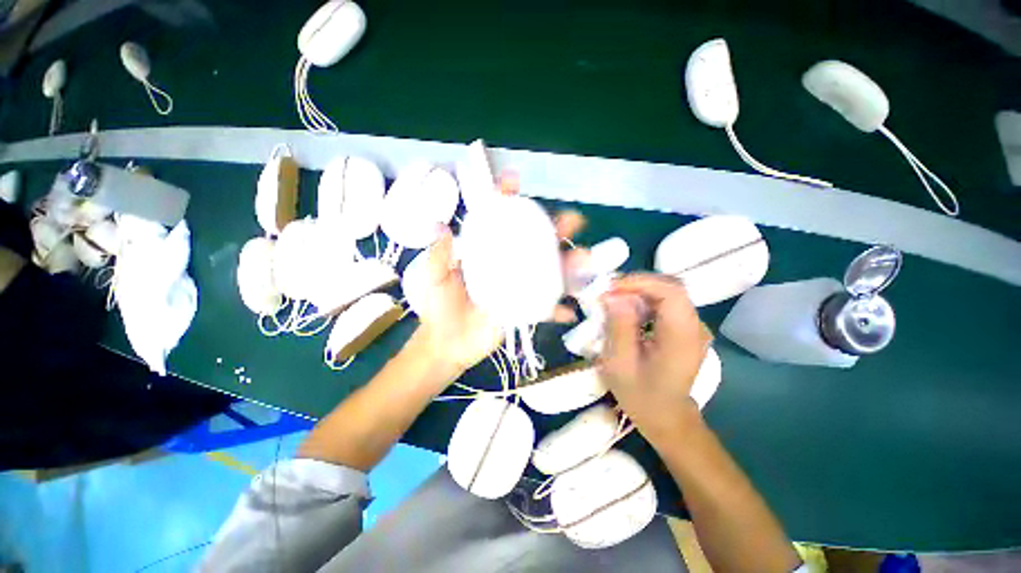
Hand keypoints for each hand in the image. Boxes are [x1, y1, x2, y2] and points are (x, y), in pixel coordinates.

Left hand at [414, 206, 585, 375]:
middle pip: (534, 242)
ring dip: (569, 266)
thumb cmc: (438, 308)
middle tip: (571, 221)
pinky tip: (568, 312)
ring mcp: (519, 288)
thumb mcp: (433, 278)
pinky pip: (544, 308)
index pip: (497, 220)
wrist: (446, 344)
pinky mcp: (523, 310)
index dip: (506, 199)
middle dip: (554, 228)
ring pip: (548, 272)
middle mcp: (507, 265)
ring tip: (584, 260)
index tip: (514, 181)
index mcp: (486, 252)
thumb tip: (441, 227)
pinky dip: (557, 310)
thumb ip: (438, 255)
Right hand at [598, 273, 712, 442]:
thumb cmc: (640, 395)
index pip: (671, 293)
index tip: (611, 288)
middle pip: (670, 288)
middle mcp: (696, 327)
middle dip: (636, 284)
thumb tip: (615, 296)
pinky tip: (626, 311)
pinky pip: (665, 304)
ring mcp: (693, 327)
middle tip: (607, 292)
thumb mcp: (620, 364)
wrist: (665, 416)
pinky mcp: (686, 329)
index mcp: (683, 338)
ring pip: (667, 293)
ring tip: (612, 300)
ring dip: (638, 291)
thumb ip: (619, 327)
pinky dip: (644, 300)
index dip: (640, 282)